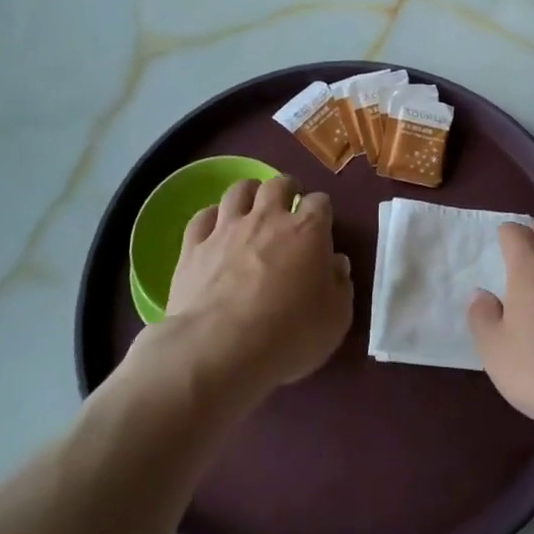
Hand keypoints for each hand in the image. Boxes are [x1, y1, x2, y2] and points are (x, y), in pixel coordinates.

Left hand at [163, 174, 352, 391]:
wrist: (218, 349)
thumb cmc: (288, 335)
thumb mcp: (335, 320)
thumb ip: (339, 286)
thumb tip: (336, 264)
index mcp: (308, 231)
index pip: (320, 202)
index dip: (322, 211)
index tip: (322, 227)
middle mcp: (268, 218)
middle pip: (278, 184)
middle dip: (286, 189)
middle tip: (288, 206)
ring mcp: (227, 229)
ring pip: (238, 190)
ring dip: (249, 194)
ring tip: (252, 208)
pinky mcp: (193, 246)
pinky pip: (202, 217)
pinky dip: (211, 218)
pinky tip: (214, 230)